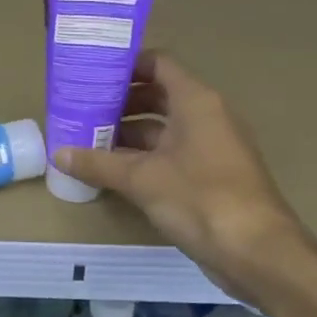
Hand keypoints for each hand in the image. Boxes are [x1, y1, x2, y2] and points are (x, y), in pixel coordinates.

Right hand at [54, 51, 316, 301]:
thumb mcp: (141, 179)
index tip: (92, 72)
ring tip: (88, 139)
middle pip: (159, 94)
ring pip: (164, 127)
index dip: (126, 64)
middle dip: (120, 101)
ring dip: (128, 131)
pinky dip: (143, 156)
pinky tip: (112, 170)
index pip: (158, 64)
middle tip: (82, 108)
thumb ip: (98, 163)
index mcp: (196, 102)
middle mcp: (207, 116)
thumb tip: (59, 153)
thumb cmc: (200, 199)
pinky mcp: (211, 175)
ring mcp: (212, 147)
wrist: (258, 252)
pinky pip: (172, 153)